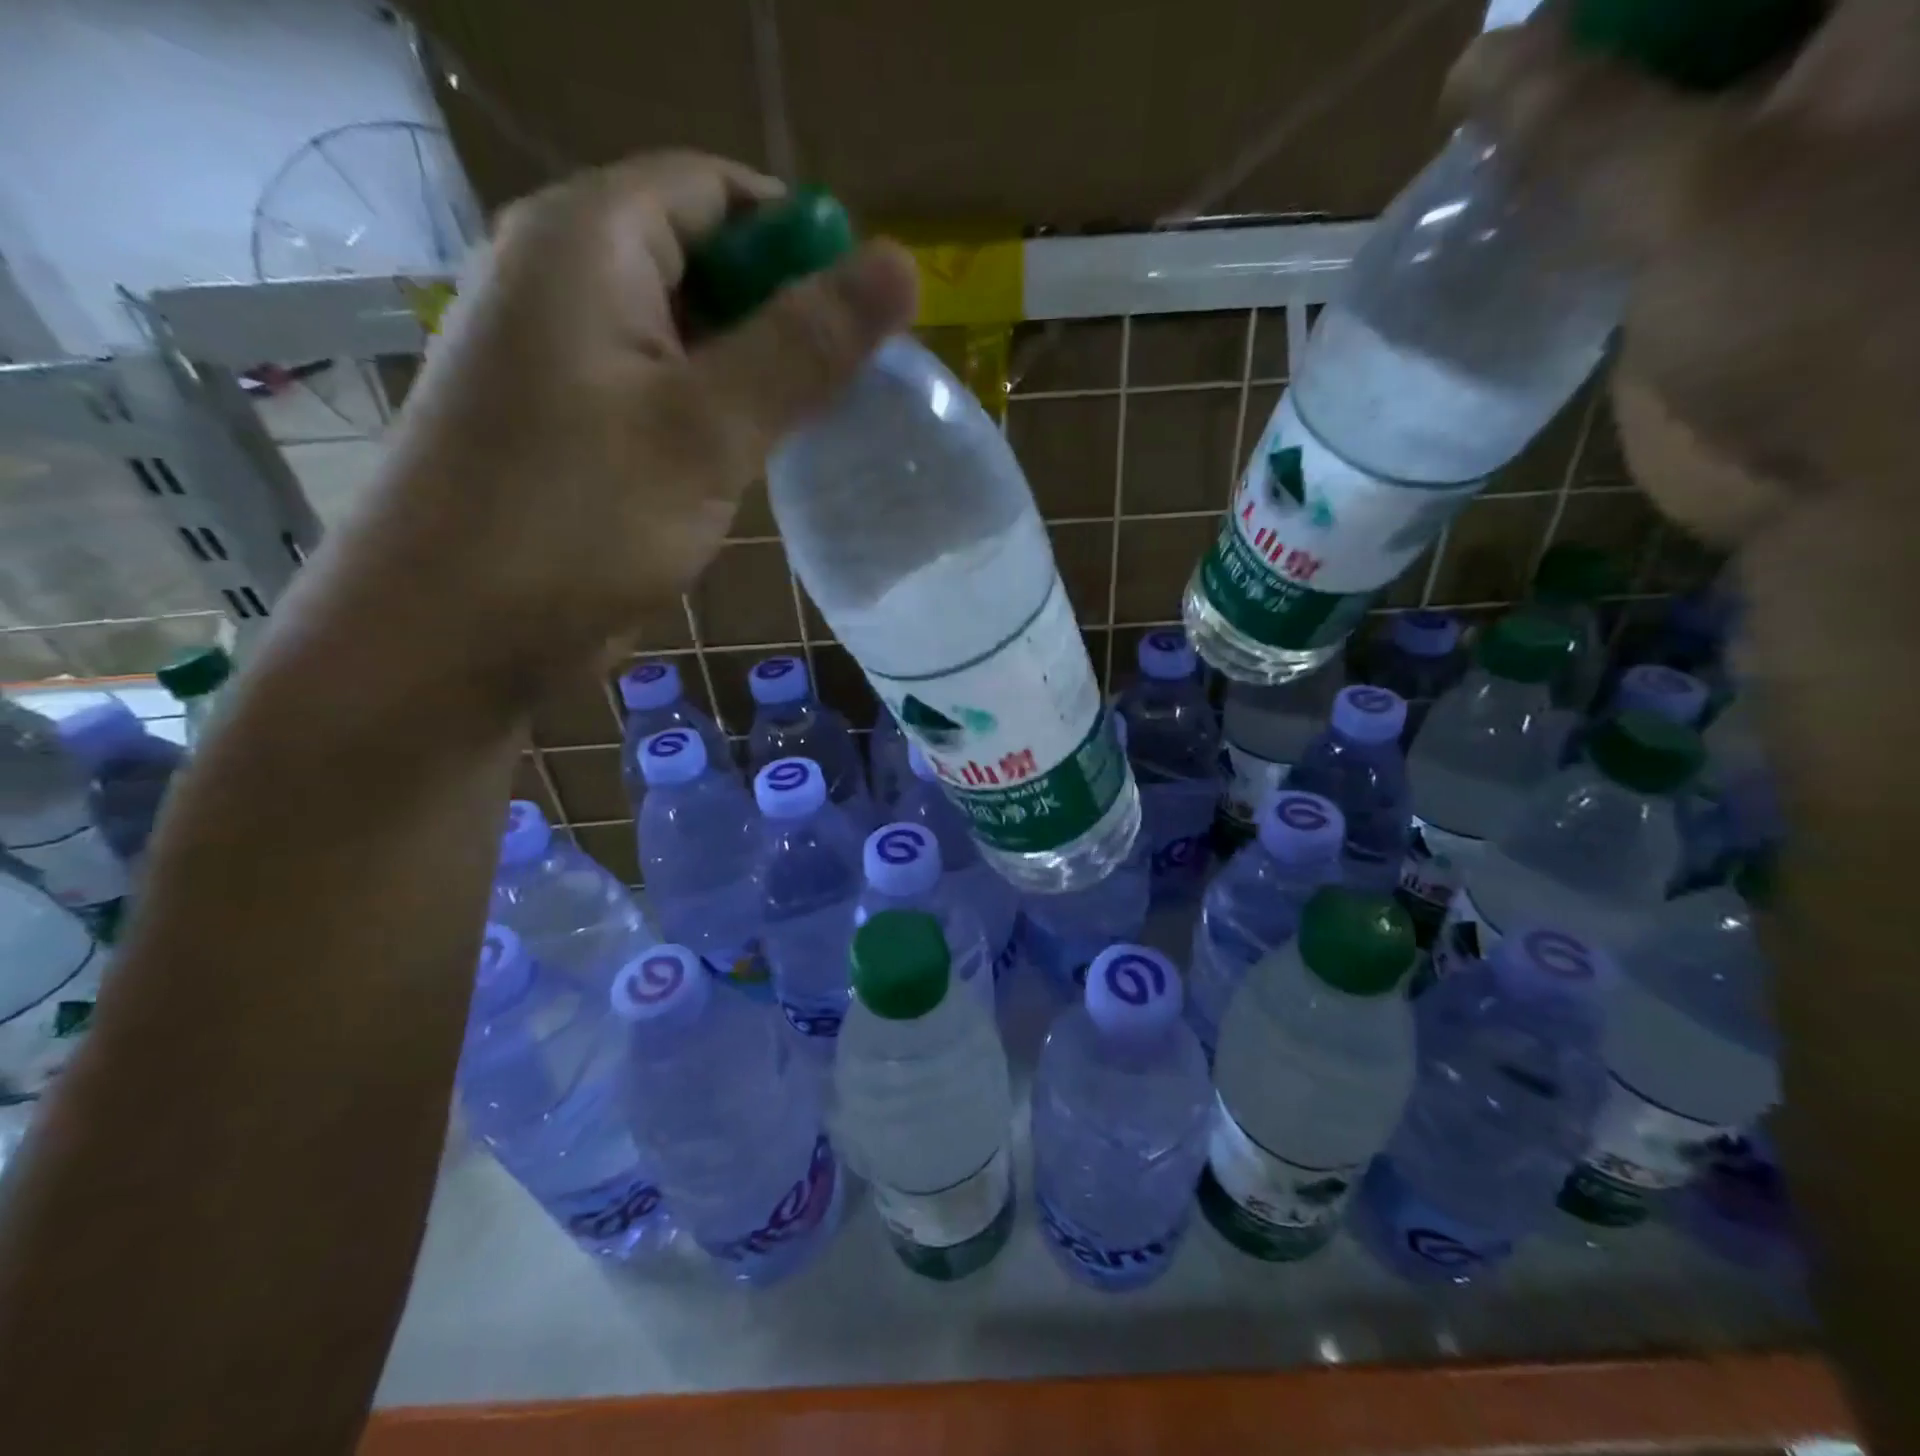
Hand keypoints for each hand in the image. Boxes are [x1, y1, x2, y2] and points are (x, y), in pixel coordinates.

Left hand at [346, 151, 916, 684]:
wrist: (451, 635)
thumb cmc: (576, 521)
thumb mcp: (707, 430)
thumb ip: (804, 346)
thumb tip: (901, 263)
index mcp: (586, 241)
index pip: (716, 190)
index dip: (799, 241)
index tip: (861, 322)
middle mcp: (563, 278)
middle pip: (701, 258)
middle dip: (781, 315)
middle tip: (848, 388)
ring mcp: (561, 356)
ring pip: (685, 334)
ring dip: (753, 373)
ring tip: (811, 430)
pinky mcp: (568, 424)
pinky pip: (659, 390)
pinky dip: (714, 414)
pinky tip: (751, 462)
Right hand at [1450, 0, 1919, 545]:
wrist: (1846, 469)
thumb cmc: (1830, 306)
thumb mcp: (1700, 195)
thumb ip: (1584, 127)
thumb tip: (1476, 67)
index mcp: (1883, 20)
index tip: (1538, 15)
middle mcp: (1838, 62)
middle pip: (1692, 20)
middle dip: (1590, 39)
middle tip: (1499, 69)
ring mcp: (1771, 151)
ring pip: (1650, 98)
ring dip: (1565, 114)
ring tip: (1481, 129)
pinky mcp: (1705, 238)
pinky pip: (1622, 186)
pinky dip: (1561, 188)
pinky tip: (1500, 197)